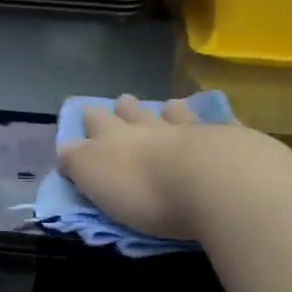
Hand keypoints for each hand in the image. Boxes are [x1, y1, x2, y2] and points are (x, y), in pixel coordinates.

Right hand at [57, 94, 242, 240]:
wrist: (210, 180)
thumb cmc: (143, 190)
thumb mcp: (95, 179)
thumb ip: (79, 163)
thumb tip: (66, 149)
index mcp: (113, 140)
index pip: (95, 124)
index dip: (89, 119)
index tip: (86, 113)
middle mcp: (149, 128)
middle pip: (133, 113)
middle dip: (124, 109)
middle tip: (122, 102)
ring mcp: (189, 130)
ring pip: (173, 114)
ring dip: (167, 111)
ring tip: (167, 107)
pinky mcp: (225, 140)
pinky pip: (215, 125)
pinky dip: (210, 123)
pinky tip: (214, 121)